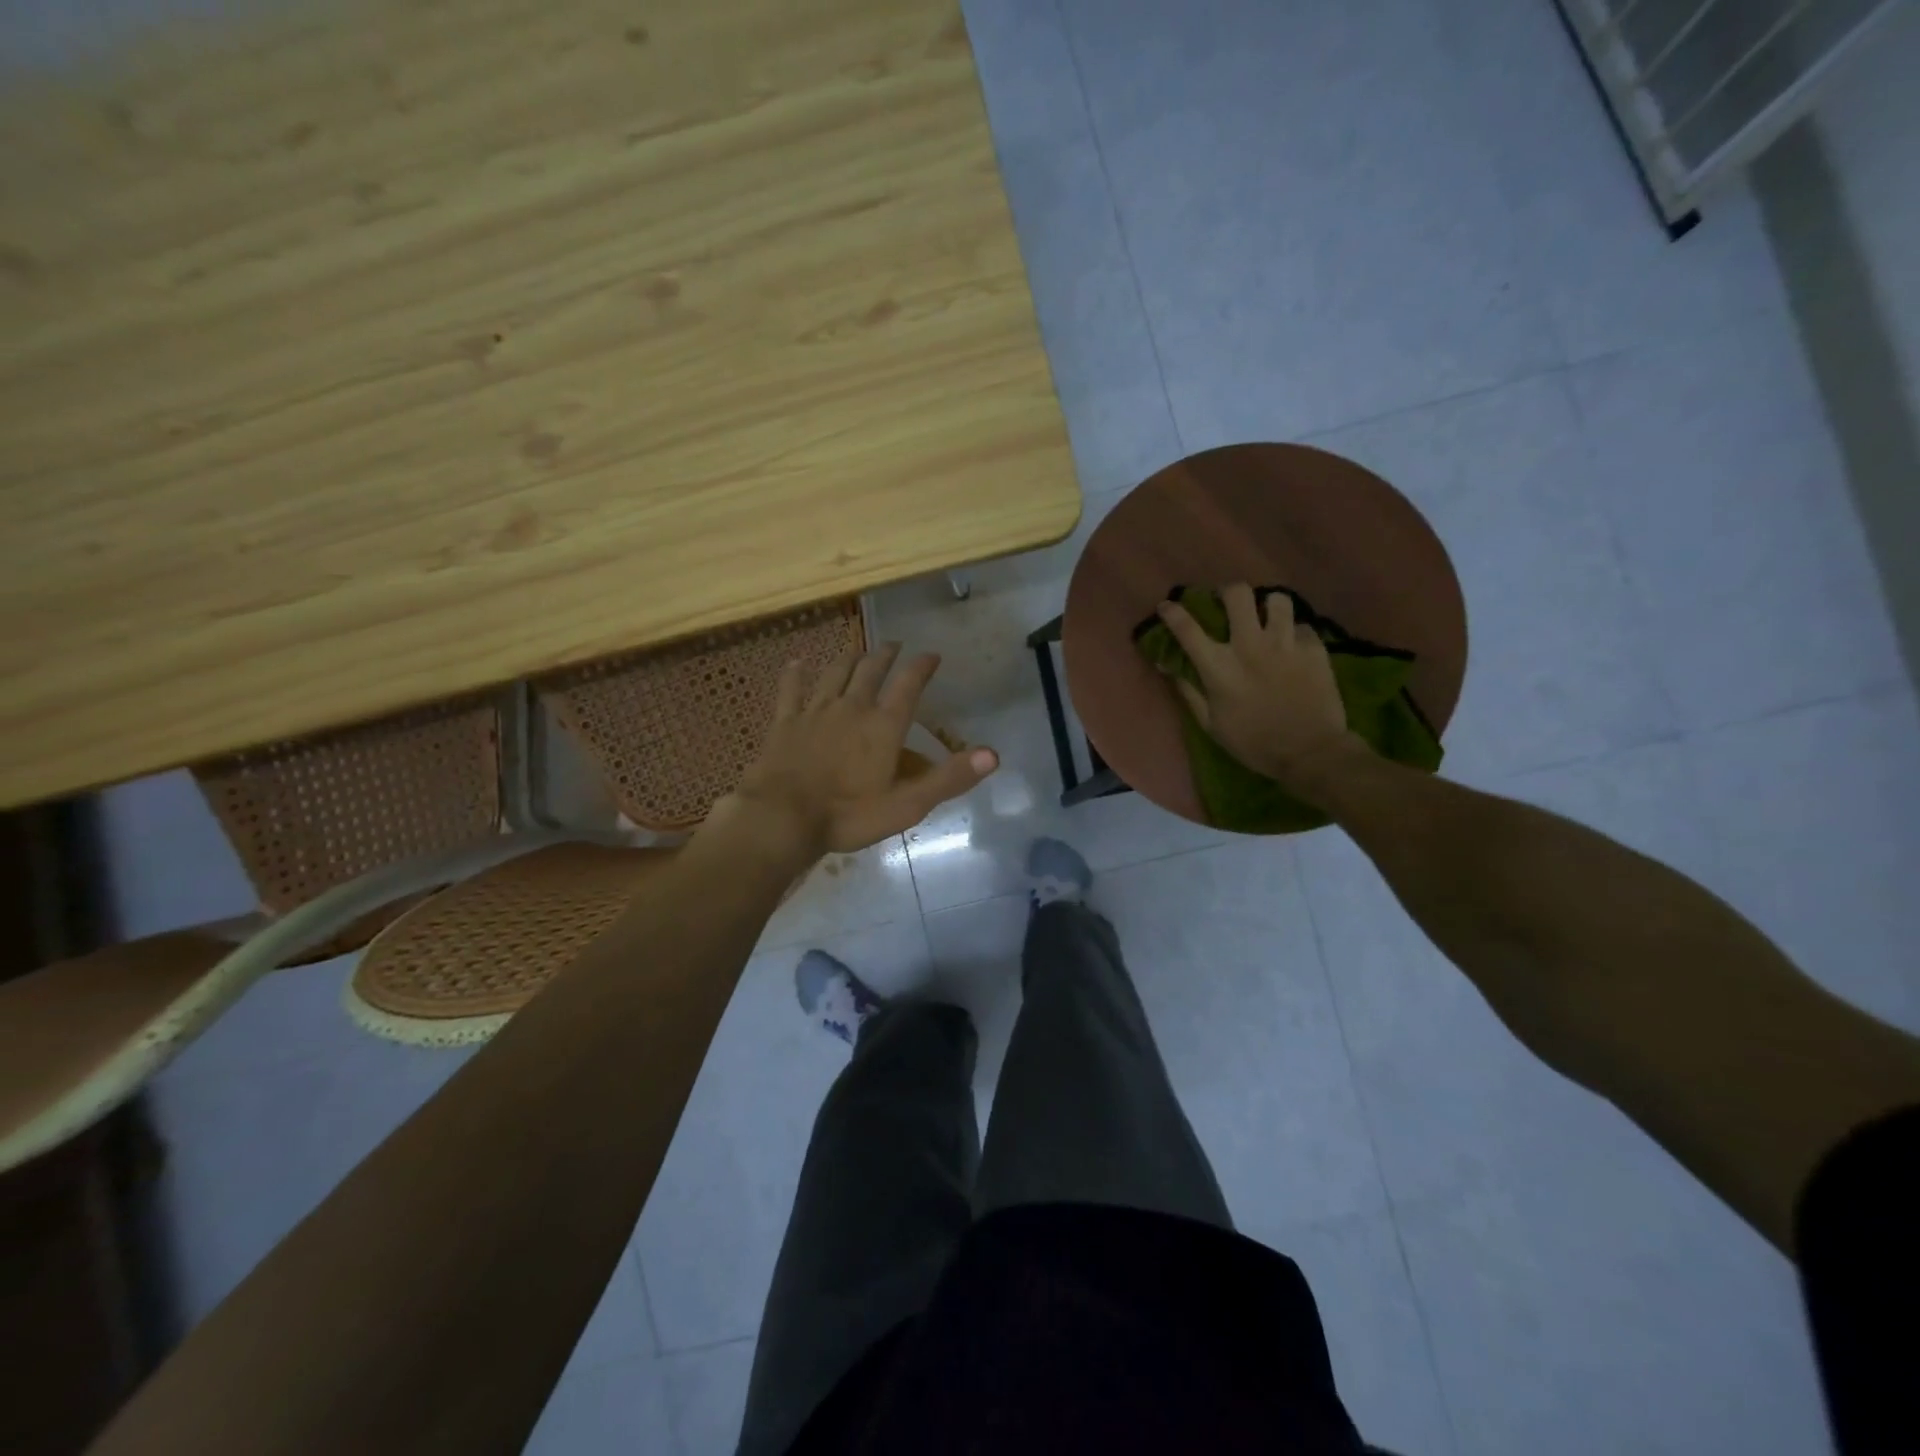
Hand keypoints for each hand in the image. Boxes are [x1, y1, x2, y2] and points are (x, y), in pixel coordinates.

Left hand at [724, 643, 997, 857]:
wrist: (782, 819)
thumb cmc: (848, 816)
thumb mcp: (907, 805)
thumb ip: (949, 778)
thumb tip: (993, 754)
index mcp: (883, 726)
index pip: (909, 685)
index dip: (922, 666)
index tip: (931, 654)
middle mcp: (852, 707)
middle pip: (871, 671)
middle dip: (886, 655)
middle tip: (894, 645)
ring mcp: (815, 711)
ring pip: (835, 674)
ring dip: (849, 659)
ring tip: (858, 651)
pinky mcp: (785, 722)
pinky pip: (791, 689)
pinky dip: (796, 674)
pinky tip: (797, 663)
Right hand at [1156, 584, 1362, 789]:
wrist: (1310, 753)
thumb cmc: (1254, 743)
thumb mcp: (1211, 725)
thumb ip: (1189, 691)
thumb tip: (1166, 666)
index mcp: (1219, 667)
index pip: (1187, 629)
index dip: (1173, 612)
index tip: (1167, 606)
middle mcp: (1250, 646)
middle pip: (1237, 594)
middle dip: (1229, 592)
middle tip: (1230, 603)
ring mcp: (1285, 644)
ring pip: (1276, 599)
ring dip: (1268, 606)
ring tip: (1268, 617)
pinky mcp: (1314, 648)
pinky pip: (1303, 625)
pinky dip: (1295, 632)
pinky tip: (1294, 646)